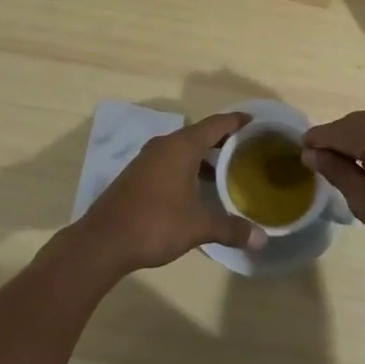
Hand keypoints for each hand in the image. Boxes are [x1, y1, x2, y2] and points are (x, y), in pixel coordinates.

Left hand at [74, 112, 264, 275]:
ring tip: (227, 171)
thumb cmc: (155, 224)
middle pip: (200, 133)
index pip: (216, 123)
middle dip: (223, 140)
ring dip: (204, 156)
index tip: (257, 123)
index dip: (238, 121)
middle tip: (247, 150)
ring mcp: (148, 158)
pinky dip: (188, 166)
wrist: (103, 241)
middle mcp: (165, 144)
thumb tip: (261, 239)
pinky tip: (197, 189)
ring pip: (184, 148)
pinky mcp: (138, 174)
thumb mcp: (198, 226)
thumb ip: (230, 229)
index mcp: (182, 146)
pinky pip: (170, 160)